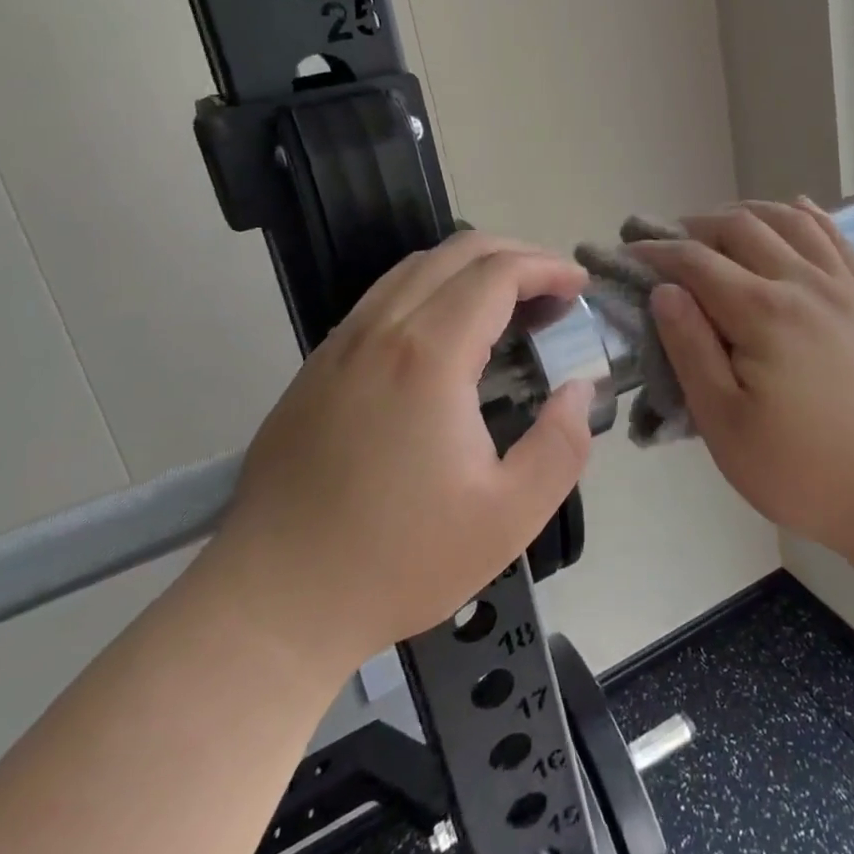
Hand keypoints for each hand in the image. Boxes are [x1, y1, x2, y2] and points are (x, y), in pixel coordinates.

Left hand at [206, 232, 595, 668]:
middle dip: (516, 255)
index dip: (548, 268)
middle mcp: (381, 330)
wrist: (273, 601)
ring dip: (471, 267)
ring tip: (508, 303)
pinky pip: (382, 297)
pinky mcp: (316, 367)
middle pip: (456, 253)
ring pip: (413, 268)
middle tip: (554, 290)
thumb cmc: (399, 560)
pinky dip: (430, 289)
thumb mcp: (510, 516)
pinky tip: (447, 333)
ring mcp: (340, 345)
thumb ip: (562, 444)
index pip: (497, 273)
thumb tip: (578, 388)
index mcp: (430, 356)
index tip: (580, 287)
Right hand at [629, 200, 853, 559]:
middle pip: (742, 228)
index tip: (630, 255)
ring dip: (748, 213)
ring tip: (721, 225)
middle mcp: (803, 283)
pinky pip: (836, 239)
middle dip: (697, 227)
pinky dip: (808, 217)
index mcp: (763, 313)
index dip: (658, 253)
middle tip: (669, 244)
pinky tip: (795, 211)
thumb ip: (691, 350)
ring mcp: (842, 287)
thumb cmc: (799, 468)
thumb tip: (665, 292)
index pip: (697, 262)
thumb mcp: (724, 423)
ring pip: (791, 221)